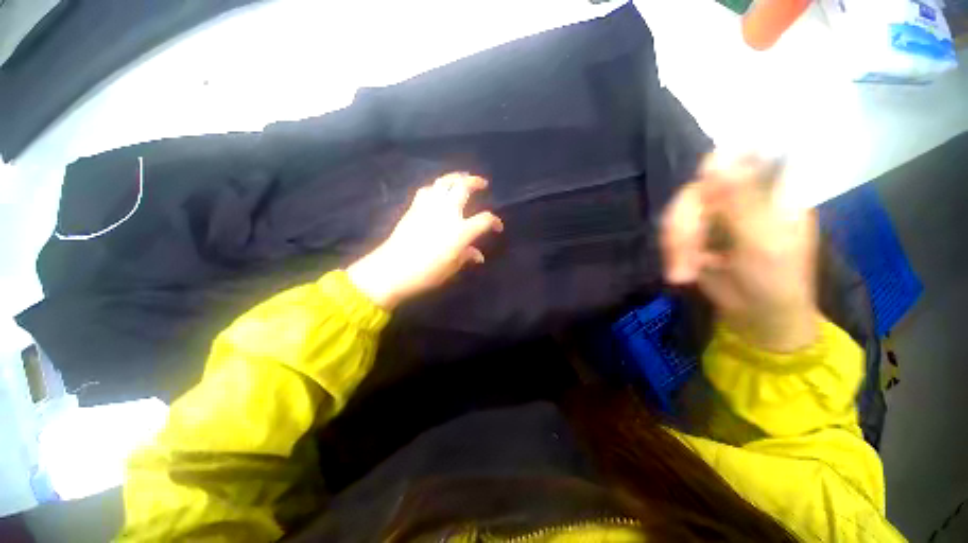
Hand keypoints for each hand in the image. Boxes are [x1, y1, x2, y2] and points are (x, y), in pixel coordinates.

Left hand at [347, 173, 503, 308]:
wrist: (392, 270)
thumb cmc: (426, 273)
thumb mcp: (451, 268)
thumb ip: (466, 257)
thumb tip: (478, 255)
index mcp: (460, 231)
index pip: (484, 220)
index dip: (494, 222)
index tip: (497, 227)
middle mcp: (447, 213)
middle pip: (463, 188)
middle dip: (475, 182)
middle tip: (482, 183)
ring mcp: (429, 208)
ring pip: (443, 182)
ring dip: (455, 177)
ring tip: (462, 178)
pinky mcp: (414, 208)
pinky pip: (427, 190)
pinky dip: (436, 187)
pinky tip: (438, 191)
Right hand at [661, 152, 819, 351]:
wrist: (756, 314)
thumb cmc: (775, 280)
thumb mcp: (762, 241)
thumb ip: (740, 200)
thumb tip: (715, 161)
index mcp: (771, 189)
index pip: (741, 155)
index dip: (716, 167)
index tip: (704, 200)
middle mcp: (741, 194)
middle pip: (696, 190)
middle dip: (684, 226)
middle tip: (683, 256)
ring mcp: (716, 213)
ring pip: (678, 213)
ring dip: (675, 244)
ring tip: (681, 273)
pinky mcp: (697, 231)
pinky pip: (672, 231)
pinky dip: (672, 252)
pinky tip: (680, 272)